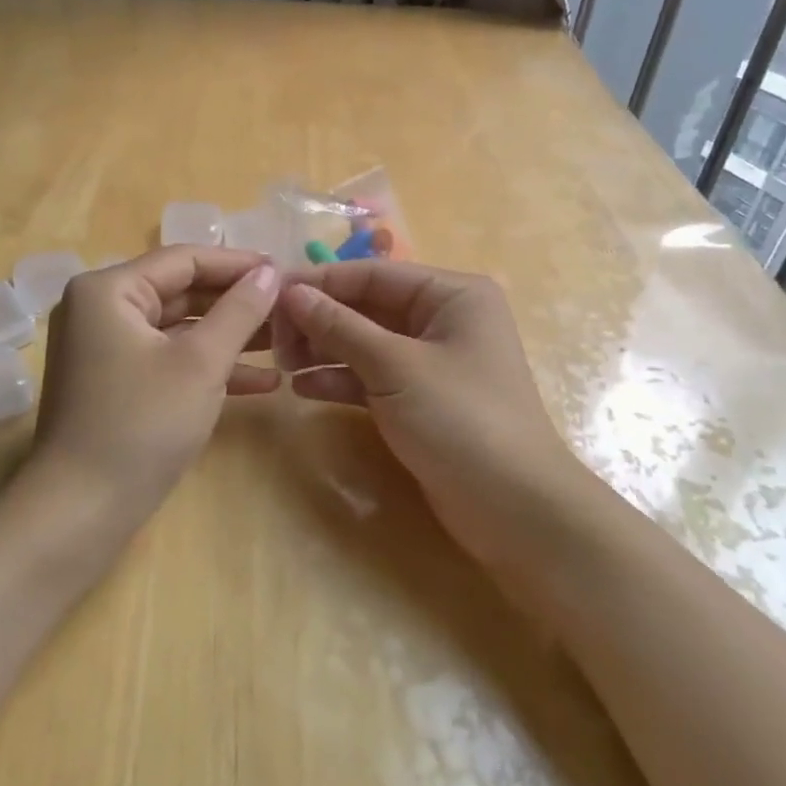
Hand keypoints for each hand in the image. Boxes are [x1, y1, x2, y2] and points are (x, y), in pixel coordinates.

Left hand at [27, 247, 280, 535]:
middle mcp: (100, 309)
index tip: (285, 271)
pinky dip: (208, 367)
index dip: (238, 263)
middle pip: (181, 291)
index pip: (183, 259)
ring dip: (229, 336)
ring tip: (285, 343)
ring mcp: (106, 349)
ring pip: (179, 328)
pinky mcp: (116, 383)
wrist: (80, 513)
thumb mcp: (200, 363)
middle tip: (289, 308)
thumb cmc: (141, 425)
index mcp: (108, 290)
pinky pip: (168, 359)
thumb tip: (270, 272)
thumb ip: (239, 311)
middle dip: (236, 303)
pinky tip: (262, 383)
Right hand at [274, 263, 582, 566]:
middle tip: (272, 339)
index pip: (373, 274)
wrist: (515, 511)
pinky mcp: (419, 399)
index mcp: (451, 294)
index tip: (270, 296)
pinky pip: (371, 377)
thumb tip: (290, 292)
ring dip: (324, 350)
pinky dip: (340, 380)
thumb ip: (340, 326)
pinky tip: (303, 389)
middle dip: (320, 321)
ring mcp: (430, 361)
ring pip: (365, 343)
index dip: (320, 284)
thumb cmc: (461, 420)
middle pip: (367, 307)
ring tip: (282, 364)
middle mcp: (442, 319)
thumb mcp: (396, 367)